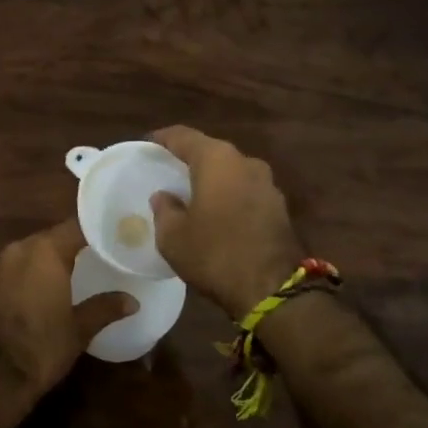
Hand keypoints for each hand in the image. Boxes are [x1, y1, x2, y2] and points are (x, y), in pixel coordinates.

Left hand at [0, 218, 135, 393]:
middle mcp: (17, 250)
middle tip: (84, 261)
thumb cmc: (42, 348)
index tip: (106, 239)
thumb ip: (105, 308)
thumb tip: (132, 301)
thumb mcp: (79, 330)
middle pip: (46, 239)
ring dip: (37, 264)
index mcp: (46, 252)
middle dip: (64, 249)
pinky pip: (2, 273)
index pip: (74, 228)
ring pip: (22, 255)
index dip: (91, 232)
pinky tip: (23, 299)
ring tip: (55, 281)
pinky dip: (15, 280)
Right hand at [149, 126, 306, 318]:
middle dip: (189, 158)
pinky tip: (217, 212)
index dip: (163, 138)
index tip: (148, 145)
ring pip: (231, 171)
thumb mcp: (173, 236)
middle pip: (210, 151)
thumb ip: (164, 209)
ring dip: (212, 178)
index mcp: (216, 160)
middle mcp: (245, 162)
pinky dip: (229, 195)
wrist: (274, 291)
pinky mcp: (279, 207)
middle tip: (168, 170)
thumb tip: (164, 196)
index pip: (183, 136)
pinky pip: (245, 190)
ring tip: (192, 192)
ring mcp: (267, 184)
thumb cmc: (215, 254)